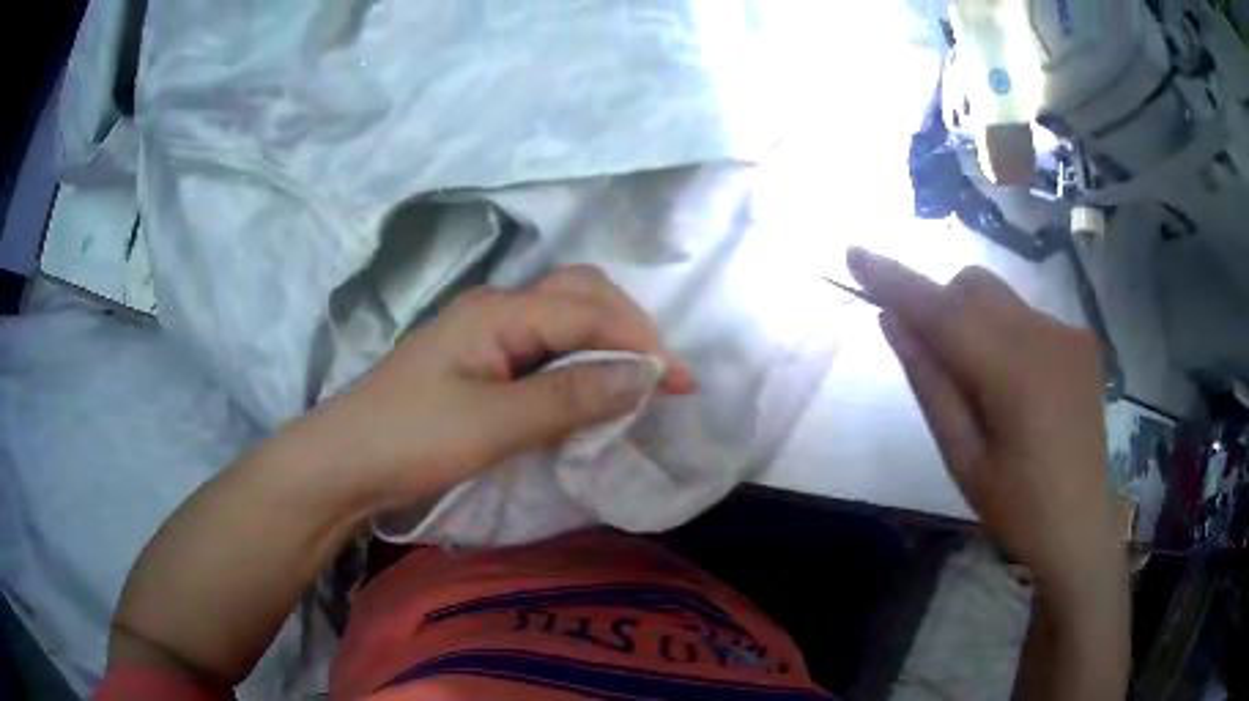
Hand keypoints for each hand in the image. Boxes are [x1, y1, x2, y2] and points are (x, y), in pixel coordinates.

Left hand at [303, 266, 697, 511]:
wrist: (345, 462)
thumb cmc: (412, 439)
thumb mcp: (495, 424)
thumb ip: (571, 397)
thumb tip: (646, 376)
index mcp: (499, 312)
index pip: (588, 312)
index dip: (642, 343)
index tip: (685, 382)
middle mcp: (496, 310)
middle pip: (580, 296)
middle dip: (628, 327)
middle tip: (661, 375)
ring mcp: (486, 336)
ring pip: (563, 320)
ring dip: (606, 342)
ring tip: (636, 380)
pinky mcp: (480, 364)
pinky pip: (545, 349)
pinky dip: (579, 363)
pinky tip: (590, 389)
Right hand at [847, 248, 1117, 584]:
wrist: (1081, 525)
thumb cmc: (1017, 507)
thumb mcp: (962, 458)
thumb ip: (930, 383)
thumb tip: (894, 322)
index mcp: (1015, 373)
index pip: (944, 311)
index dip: (897, 280)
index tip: (855, 254)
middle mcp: (1046, 335)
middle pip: (973, 287)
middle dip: (940, 306)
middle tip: (931, 358)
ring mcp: (1069, 333)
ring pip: (999, 297)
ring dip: (973, 321)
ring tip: (981, 384)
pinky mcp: (1081, 340)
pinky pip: (1025, 316)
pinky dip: (1004, 333)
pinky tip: (1018, 386)